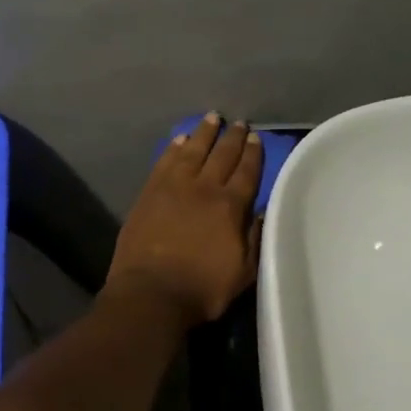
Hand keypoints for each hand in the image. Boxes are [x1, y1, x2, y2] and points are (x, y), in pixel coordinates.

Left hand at [103, 113, 263, 328]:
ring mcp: (173, 187)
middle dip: (232, 137)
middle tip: (239, 124)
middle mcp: (204, 188)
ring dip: (203, 133)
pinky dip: (174, 148)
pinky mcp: (148, 193)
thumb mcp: (243, 273)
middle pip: (221, 155)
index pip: (246, 172)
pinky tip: (180, 140)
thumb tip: (261, 213)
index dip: (253, 154)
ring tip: (212, 118)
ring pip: (192, 151)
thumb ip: (255, 240)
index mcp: (230, 207)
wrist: (151, 293)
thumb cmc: (202, 289)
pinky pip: (164, 162)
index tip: (256, 138)